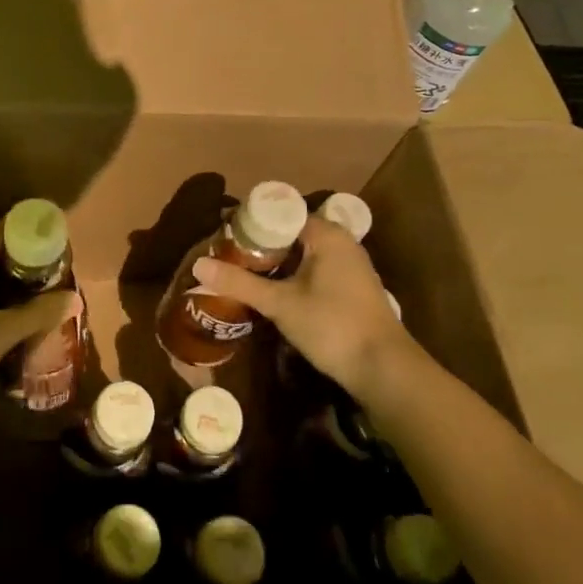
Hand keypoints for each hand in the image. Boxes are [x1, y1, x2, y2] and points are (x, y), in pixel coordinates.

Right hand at [193, 215, 419, 400]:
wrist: (384, 369)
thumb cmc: (332, 326)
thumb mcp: (280, 304)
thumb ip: (239, 282)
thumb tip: (198, 265)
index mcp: (326, 234)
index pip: (280, 214)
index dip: (249, 223)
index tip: (222, 236)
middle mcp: (341, 242)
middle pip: (290, 233)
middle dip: (258, 245)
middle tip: (226, 256)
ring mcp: (349, 265)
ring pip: (302, 253)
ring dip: (274, 263)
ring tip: (241, 273)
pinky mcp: (351, 288)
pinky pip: (313, 269)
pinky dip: (291, 275)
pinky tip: (271, 292)